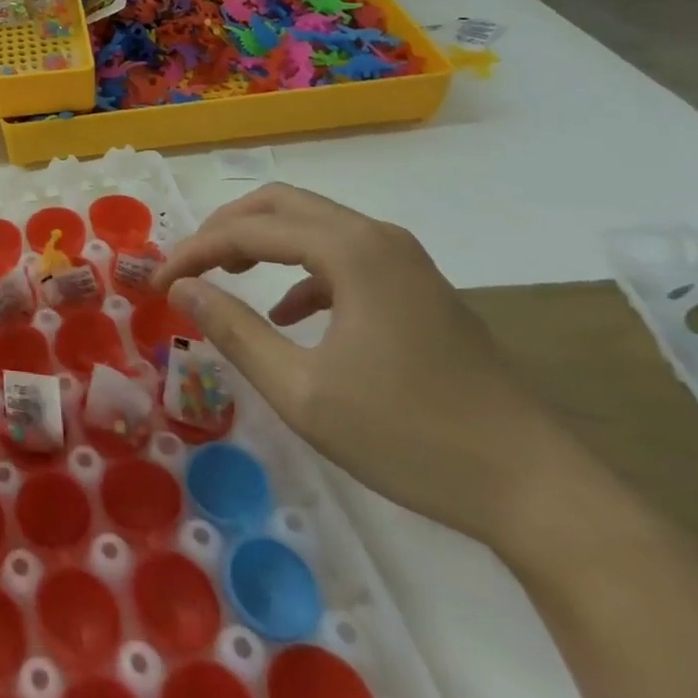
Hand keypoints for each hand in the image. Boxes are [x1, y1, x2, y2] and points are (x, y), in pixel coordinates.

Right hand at [154, 183, 582, 552]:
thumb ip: (233, 331)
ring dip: (260, 241)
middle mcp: (376, 237)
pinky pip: (340, 254)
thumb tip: (181, 288)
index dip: (195, 252)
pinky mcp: (417, 287)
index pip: (248, 230)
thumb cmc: (411, 438)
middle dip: (224, 228)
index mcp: (349, 251)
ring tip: (223, 276)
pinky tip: (287, 314)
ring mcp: (403, 260)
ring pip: (311, 225)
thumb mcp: (303, 392)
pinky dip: (298, 270)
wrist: (540, 492)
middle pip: (279, 205)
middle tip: (188, 264)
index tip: (158, 284)